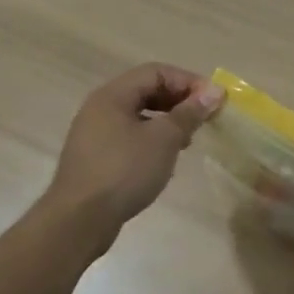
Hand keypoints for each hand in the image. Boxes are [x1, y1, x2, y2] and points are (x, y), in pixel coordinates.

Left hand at [43, 63, 223, 229]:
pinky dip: (152, 139)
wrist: (79, 221)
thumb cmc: (124, 171)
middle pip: (146, 91)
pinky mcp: (95, 158)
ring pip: (139, 115)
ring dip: (167, 122)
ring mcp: (95, 134)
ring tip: (187, 140)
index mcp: (113, 95)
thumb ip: (190, 112)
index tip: (212, 101)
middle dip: (179, 101)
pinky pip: (129, 136)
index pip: (156, 72)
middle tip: (203, 119)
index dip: (188, 81)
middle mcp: (100, 108)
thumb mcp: (164, 139)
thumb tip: (215, 91)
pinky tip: (165, 159)